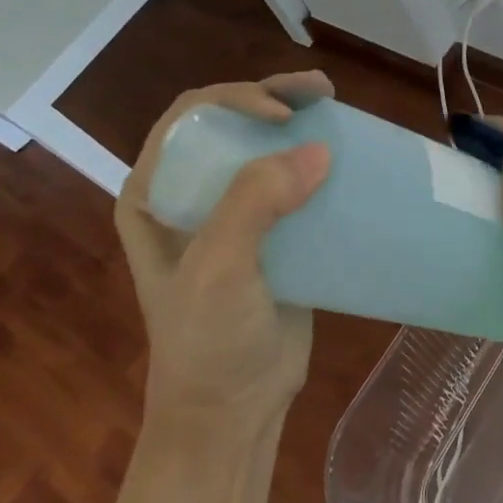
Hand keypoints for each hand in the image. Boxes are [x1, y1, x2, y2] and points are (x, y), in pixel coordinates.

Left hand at [115, 72, 333, 415]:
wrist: (233, 411)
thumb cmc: (207, 342)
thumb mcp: (218, 270)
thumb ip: (253, 205)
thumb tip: (318, 150)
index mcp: (155, 194)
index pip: (190, 119)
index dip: (235, 100)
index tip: (282, 115)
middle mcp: (191, 196)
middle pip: (231, 123)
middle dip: (273, 96)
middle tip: (321, 92)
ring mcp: (234, 216)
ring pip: (266, 150)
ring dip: (300, 123)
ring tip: (337, 109)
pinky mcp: (276, 237)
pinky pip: (295, 187)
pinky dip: (320, 166)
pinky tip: (348, 160)